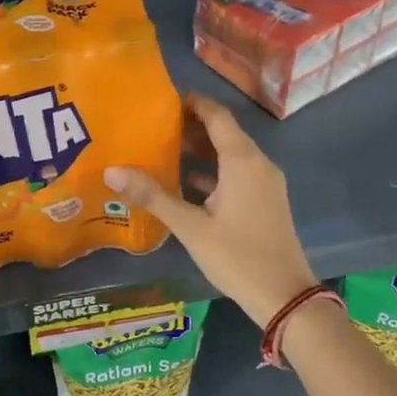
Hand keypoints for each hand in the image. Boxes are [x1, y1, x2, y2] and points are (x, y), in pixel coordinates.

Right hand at [105, 93, 318, 327]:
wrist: (284, 296)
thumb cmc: (237, 256)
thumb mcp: (190, 227)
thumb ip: (153, 196)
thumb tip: (112, 171)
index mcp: (242, 161)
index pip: (217, 116)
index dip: (193, 103)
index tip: (163, 99)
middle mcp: (258, 164)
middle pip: (224, 133)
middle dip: (191, 126)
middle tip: (154, 124)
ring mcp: (265, 184)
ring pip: (231, 154)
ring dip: (201, 150)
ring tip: (163, 148)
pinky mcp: (265, 201)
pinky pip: (237, 173)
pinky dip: (213, 171)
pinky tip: (185, 182)